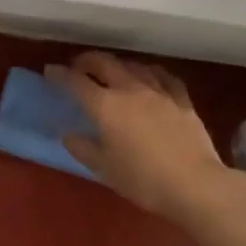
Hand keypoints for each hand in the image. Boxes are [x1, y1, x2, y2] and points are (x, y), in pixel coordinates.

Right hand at [48, 52, 245, 223]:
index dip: (60, 75)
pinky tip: (150, 77)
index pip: (76, 82)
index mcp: (106, 106)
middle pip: (105, 64)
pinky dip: (150, 72)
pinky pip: (163, 77)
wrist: (194, 184)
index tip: (50, 71)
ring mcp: (159, 92)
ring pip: (134, 66)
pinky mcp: (182, 100)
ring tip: (111, 71)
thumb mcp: (104, 169)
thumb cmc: (143, 180)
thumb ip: (84, 148)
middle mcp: (130, 90)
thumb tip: (70, 135)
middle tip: (77, 67)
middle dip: (86, 61)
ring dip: (118, 65)